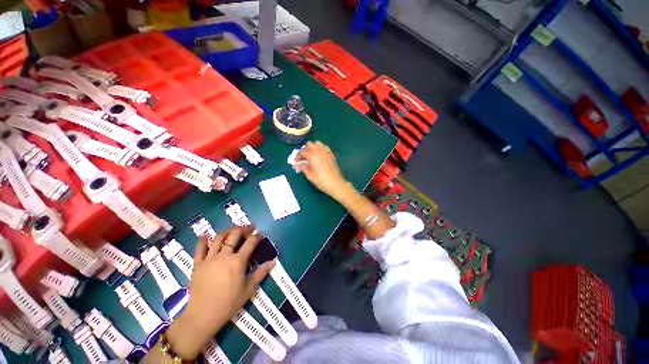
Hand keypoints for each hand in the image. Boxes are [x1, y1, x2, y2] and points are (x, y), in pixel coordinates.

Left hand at [183, 227, 274, 340]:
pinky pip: (199, 249)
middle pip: (234, 235)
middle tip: (249, 228)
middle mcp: (224, 256)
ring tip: (233, 230)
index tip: (261, 234)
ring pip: (218, 238)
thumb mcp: (249, 289)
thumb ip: (261, 273)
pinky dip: (202, 241)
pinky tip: (205, 235)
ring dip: (227, 231)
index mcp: (238, 261)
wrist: (202, 316)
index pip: (250, 242)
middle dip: (244, 229)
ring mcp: (209, 259)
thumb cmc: (228, 303)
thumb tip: (273, 262)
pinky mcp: (198, 264)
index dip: (257, 236)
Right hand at [295, 141, 349, 199]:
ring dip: (312, 148)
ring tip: (310, 156)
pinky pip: (324, 147)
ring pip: (317, 143)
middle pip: (309, 144)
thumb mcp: (310, 175)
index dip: (297, 156)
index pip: (302, 151)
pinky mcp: (331, 154)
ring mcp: (327, 151)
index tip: (296, 162)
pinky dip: (320, 149)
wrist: (336, 184)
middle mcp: (320, 151)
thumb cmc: (322, 181)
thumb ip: (303, 167)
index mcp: (313, 155)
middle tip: (303, 158)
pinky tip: (319, 156)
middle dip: (305, 150)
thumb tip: (298, 164)